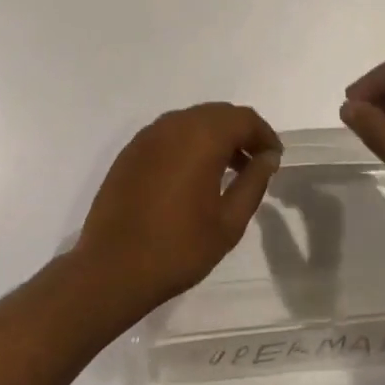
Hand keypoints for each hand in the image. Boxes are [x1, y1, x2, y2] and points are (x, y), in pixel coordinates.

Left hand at [75, 103, 281, 313]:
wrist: (110, 270)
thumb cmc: (178, 248)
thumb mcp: (228, 222)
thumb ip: (253, 183)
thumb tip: (268, 157)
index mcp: (203, 136)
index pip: (244, 118)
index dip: (264, 135)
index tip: (274, 158)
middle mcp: (176, 124)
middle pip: (218, 114)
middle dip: (241, 132)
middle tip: (255, 162)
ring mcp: (149, 135)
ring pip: (193, 121)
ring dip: (215, 137)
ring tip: (227, 171)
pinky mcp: (132, 150)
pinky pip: (170, 134)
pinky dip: (189, 144)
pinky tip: (192, 176)